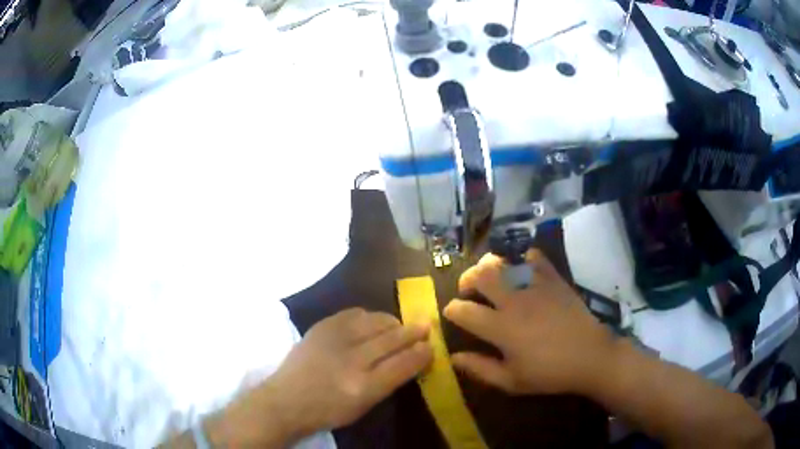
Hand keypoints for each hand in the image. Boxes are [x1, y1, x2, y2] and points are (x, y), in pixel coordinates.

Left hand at [208, 308, 432, 446]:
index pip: (403, 364)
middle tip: (425, 326)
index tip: (431, 347)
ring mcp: (335, 340)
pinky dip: (367, 317)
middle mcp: (353, 360)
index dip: (422, 353)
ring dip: (392, 322)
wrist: (286, 399)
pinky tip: (371, 321)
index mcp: (365, 387)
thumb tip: (410, 359)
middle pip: (392, 339)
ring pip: (375, 321)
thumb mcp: (364, 406)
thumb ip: (389, 382)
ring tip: (398, 325)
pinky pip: (353, 313)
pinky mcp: (321, 327)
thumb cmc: (328, 410)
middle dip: (413, 331)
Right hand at [443, 250, 616, 395]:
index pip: (464, 311)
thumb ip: (480, 369)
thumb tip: (454, 357)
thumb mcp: (511, 381)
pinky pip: (535, 258)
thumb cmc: (549, 373)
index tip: (452, 313)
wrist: (590, 356)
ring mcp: (535, 287)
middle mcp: (514, 302)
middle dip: (467, 279)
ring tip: (491, 275)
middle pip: (480, 276)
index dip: (452, 310)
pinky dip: (524, 259)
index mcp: (501, 328)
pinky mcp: (554, 280)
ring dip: (490, 265)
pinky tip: (523, 268)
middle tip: (468, 289)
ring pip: (504, 262)